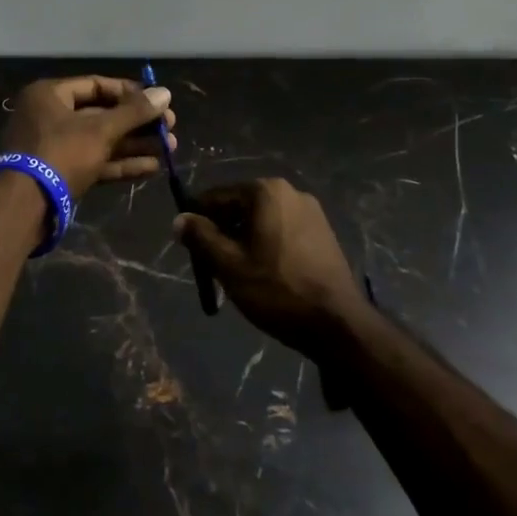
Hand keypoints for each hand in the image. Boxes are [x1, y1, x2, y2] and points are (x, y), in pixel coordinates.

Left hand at [0, 76, 175, 196]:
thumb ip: (134, 112)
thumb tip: (165, 93)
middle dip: (137, 123)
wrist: (24, 206)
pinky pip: (94, 162)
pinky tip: (152, 167)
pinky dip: (120, 163)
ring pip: (100, 141)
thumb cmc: (60, 153)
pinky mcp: (60, 174)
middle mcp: (49, 116)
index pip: (96, 85)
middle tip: (169, 128)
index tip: (158, 101)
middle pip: (100, 114)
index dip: (129, 92)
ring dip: (134, 144)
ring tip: (170, 148)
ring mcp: (53, 147)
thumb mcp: (100, 130)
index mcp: (49, 95)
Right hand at [173, 179, 364, 357]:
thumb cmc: (277, 289)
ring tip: (239, 274)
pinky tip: (266, 274)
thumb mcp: (229, 265)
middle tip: (213, 266)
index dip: (197, 221)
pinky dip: (267, 245)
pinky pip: (282, 230)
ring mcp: (311, 211)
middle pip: (240, 206)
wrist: (338, 324)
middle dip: (223, 232)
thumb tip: (179, 219)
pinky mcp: (323, 232)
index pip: (216, 197)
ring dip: (244, 240)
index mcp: (265, 191)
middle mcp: (290, 191)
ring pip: (261, 220)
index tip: (190, 249)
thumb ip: (200, 237)